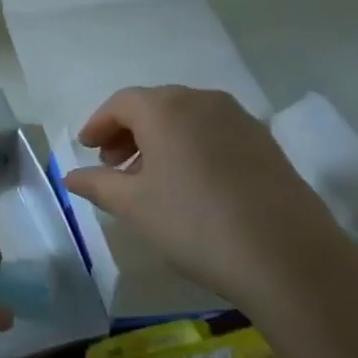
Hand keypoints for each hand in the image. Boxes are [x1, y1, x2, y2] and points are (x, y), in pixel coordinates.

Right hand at [61, 85, 346, 313]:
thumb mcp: (134, 206)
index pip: (121, 103)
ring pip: (187, 118)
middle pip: (155, 105)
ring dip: (161, 140)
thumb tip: (70, 175)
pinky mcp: (266, 143)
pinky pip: (215, 133)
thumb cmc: (194, 223)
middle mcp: (202, 100)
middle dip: (128, 131)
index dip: (99, 124)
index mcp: (165, 108)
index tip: (86, 148)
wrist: (288, 256)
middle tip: (113, 165)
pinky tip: (191, 185)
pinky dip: (192, 147)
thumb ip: (97, 184)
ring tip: (151, 178)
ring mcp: (240, 119)